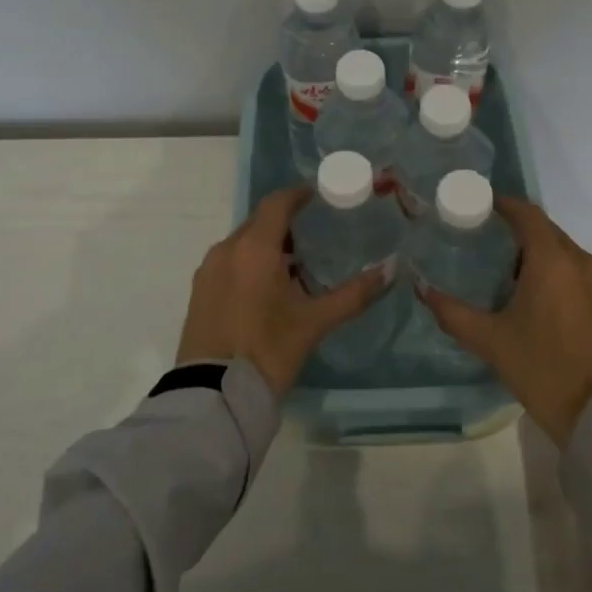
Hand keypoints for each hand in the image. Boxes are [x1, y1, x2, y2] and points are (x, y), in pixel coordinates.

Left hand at [176, 184, 389, 396]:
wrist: (213, 397)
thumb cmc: (268, 350)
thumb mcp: (315, 321)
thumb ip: (354, 293)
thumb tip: (392, 269)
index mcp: (254, 248)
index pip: (277, 203)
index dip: (299, 195)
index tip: (321, 196)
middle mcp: (226, 250)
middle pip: (259, 222)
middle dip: (286, 223)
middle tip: (316, 234)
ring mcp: (208, 271)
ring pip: (242, 244)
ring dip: (268, 245)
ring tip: (296, 265)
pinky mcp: (199, 292)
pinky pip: (229, 263)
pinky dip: (249, 264)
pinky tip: (268, 288)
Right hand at [420, 196, 591, 446]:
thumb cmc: (543, 370)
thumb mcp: (491, 342)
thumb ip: (453, 312)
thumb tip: (422, 289)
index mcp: (553, 261)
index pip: (528, 214)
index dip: (504, 205)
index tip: (480, 206)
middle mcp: (582, 262)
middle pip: (547, 231)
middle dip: (519, 231)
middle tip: (487, 242)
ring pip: (566, 252)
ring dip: (540, 253)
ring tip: (510, 273)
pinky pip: (581, 273)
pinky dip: (559, 273)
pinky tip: (540, 298)